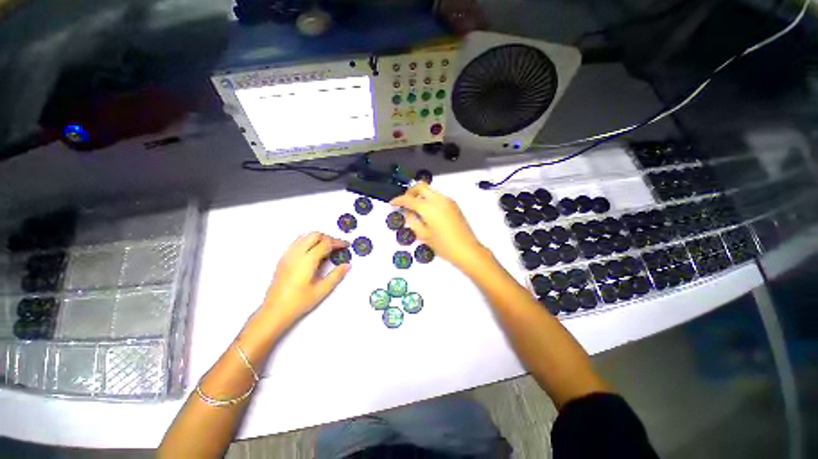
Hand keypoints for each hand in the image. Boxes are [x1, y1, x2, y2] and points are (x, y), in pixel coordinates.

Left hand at [262, 232, 350, 326]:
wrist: (274, 311)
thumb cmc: (298, 302)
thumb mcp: (321, 290)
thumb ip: (336, 275)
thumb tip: (347, 265)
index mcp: (307, 260)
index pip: (326, 243)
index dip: (338, 242)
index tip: (346, 245)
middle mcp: (296, 254)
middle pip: (314, 235)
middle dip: (328, 238)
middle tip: (337, 246)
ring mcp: (287, 256)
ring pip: (305, 236)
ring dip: (318, 239)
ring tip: (326, 249)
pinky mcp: (283, 260)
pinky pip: (297, 243)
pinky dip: (308, 242)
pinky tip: (312, 253)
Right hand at [390, 183, 485, 267]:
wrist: (467, 249)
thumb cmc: (444, 245)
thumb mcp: (423, 235)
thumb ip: (412, 221)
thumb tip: (407, 212)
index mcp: (429, 207)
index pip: (409, 199)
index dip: (398, 200)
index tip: (392, 203)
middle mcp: (438, 199)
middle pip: (420, 186)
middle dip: (410, 192)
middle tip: (404, 202)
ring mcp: (447, 200)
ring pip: (430, 190)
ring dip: (420, 195)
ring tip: (415, 208)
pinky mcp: (453, 204)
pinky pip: (437, 196)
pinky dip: (429, 199)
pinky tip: (427, 212)